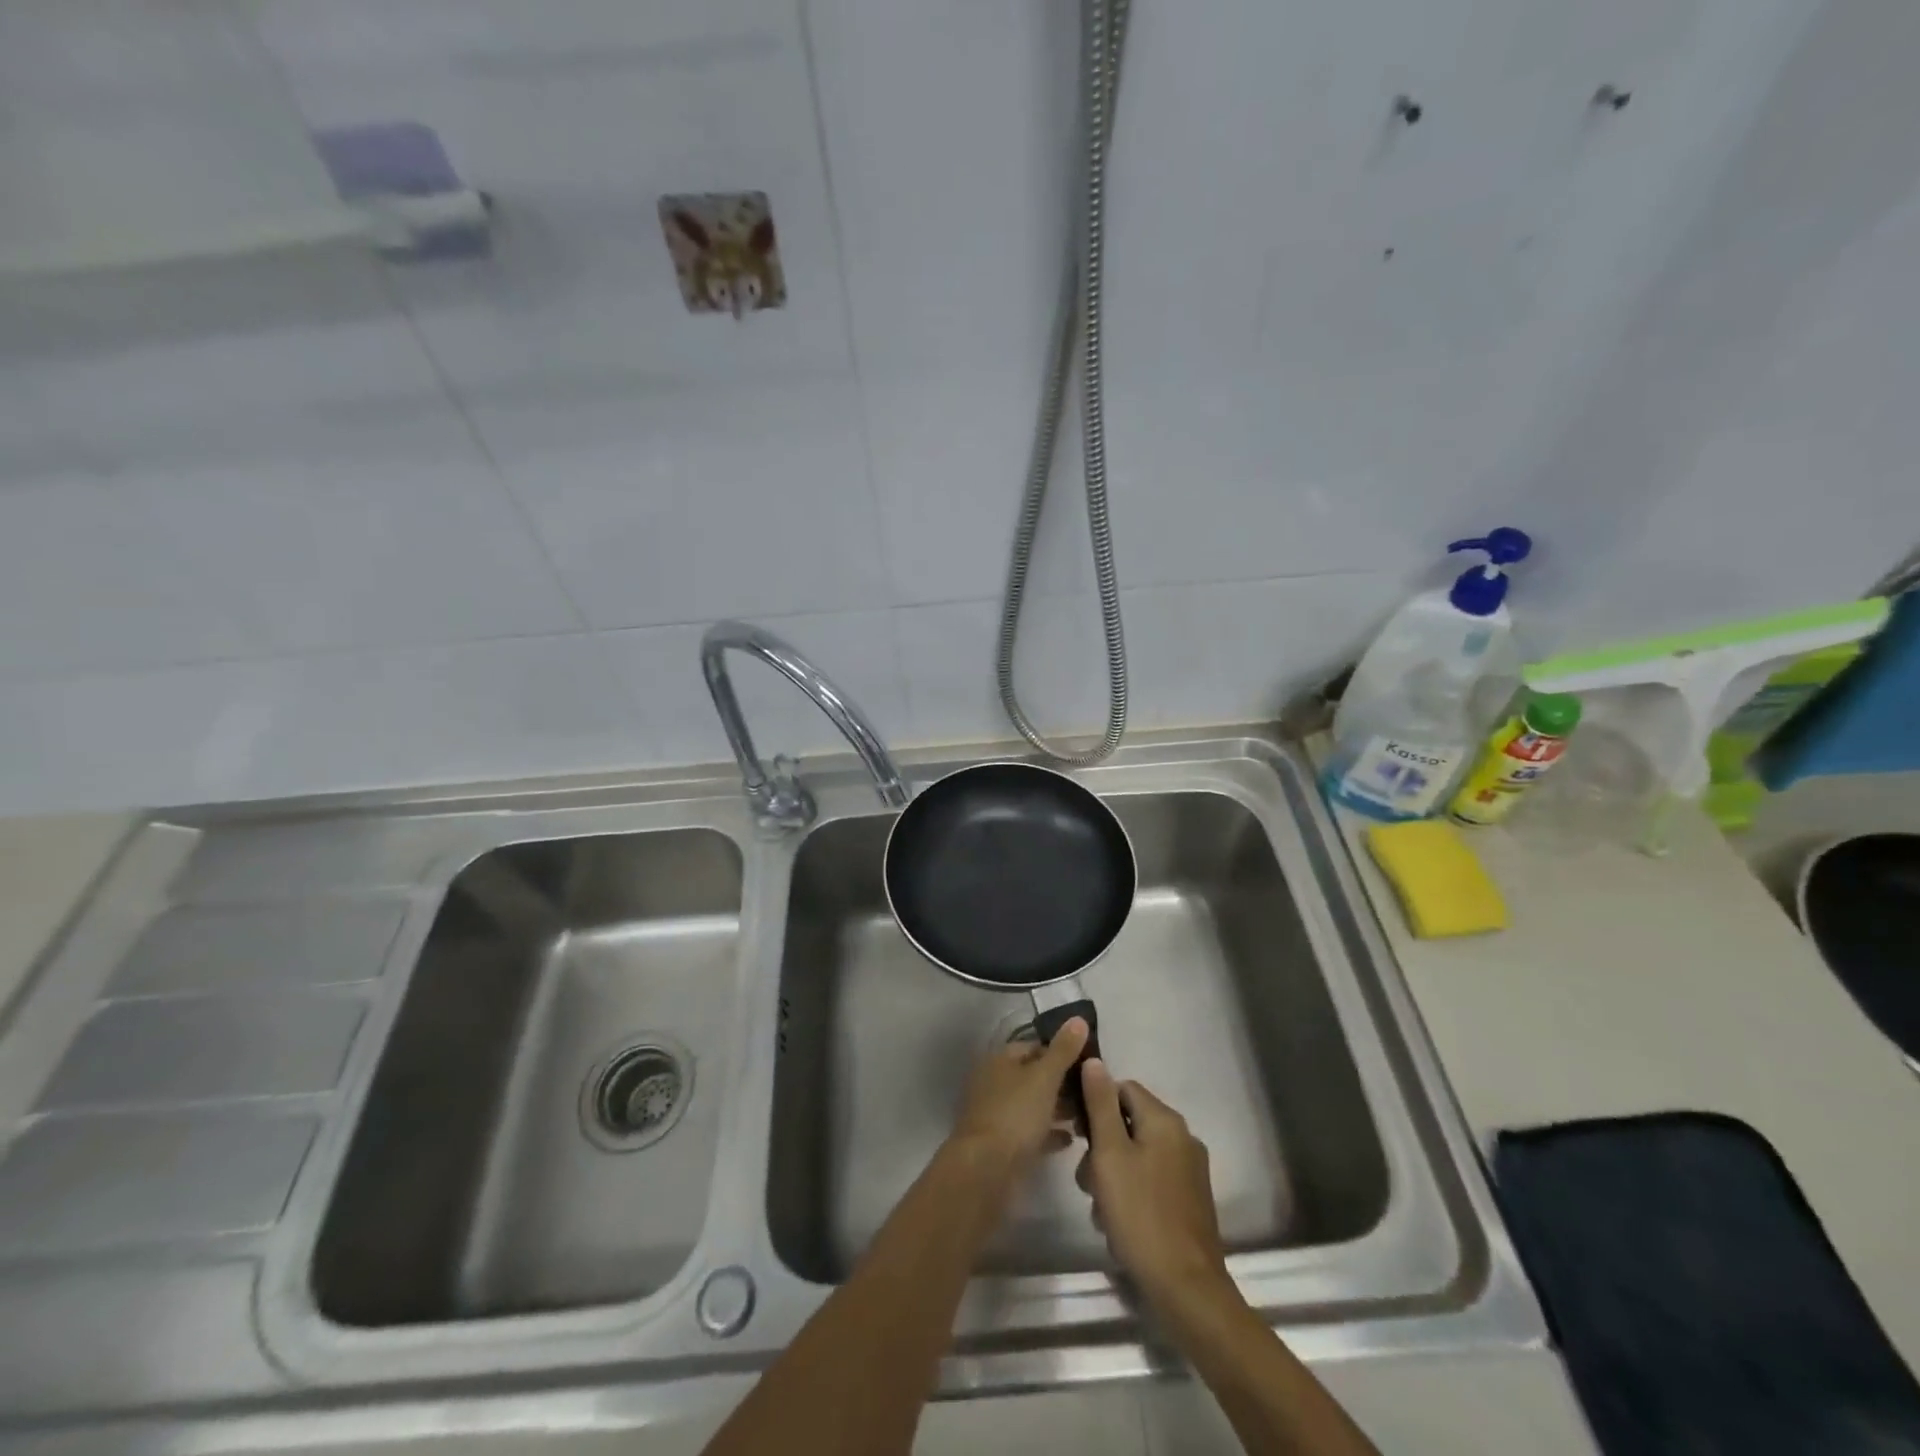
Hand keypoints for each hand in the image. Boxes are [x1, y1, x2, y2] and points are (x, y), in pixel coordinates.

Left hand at [948, 1018, 1090, 1176]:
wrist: (986, 1169)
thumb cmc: (1016, 1114)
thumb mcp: (1045, 1077)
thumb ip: (1063, 1050)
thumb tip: (1078, 1018)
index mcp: (1000, 1060)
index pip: (1033, 1046)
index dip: (1060, 1051)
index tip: (1088, 1064)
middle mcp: (994, 1082)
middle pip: (1033, 1076)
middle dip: (1061, 1083)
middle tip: (1091, 1092)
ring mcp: (996, 1114)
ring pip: (1032, 1105)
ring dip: (1057, 1109)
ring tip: (1086, 1115)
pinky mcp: (1001, 1144)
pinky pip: (1030, 1132)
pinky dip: (1049, 1133)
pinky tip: (1071, 1140)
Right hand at [1075, 1059, 1233, 1315]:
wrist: (1186, 1289)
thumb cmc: (1140, 1215)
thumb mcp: (1109, 1155)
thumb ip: (1100, 1105)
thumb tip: (1094, 1060)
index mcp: (1165, 1120)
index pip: (1122, 1088)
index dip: (1095, 1106)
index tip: (1077, 1136)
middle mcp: (1183, 1137)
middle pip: (1129, 1123)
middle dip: (1102, 1148)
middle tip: (1087, 1182)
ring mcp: (1190, 1170)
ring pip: (1138, 1154)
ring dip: (1113, 1174)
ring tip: (1101, 1209)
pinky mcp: (1191, 1199)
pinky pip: (1152, 1179)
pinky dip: (1132, 1192)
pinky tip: (1120, 1223)